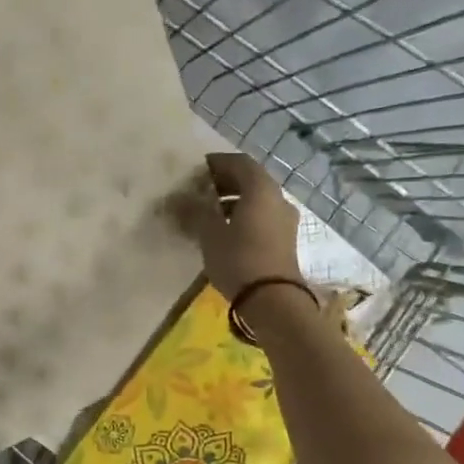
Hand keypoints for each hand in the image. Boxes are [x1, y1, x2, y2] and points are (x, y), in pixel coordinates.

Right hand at [172, 152, 303, 302]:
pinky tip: (223, 231)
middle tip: (198, 191)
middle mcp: (278, 198)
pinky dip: (243, 216)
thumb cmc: (239, 258)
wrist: (273, 300)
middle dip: (223, 183)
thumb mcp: (209, 233)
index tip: (195, 171)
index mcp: (261, 189)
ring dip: (232, 201)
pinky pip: (262, 217)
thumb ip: (194, 210)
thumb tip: (178, 199)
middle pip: (250, 180)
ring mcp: (285, 220)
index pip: (238, 162)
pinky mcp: (285, 240)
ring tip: (207, 213)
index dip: (216, 163)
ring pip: (256, 200)